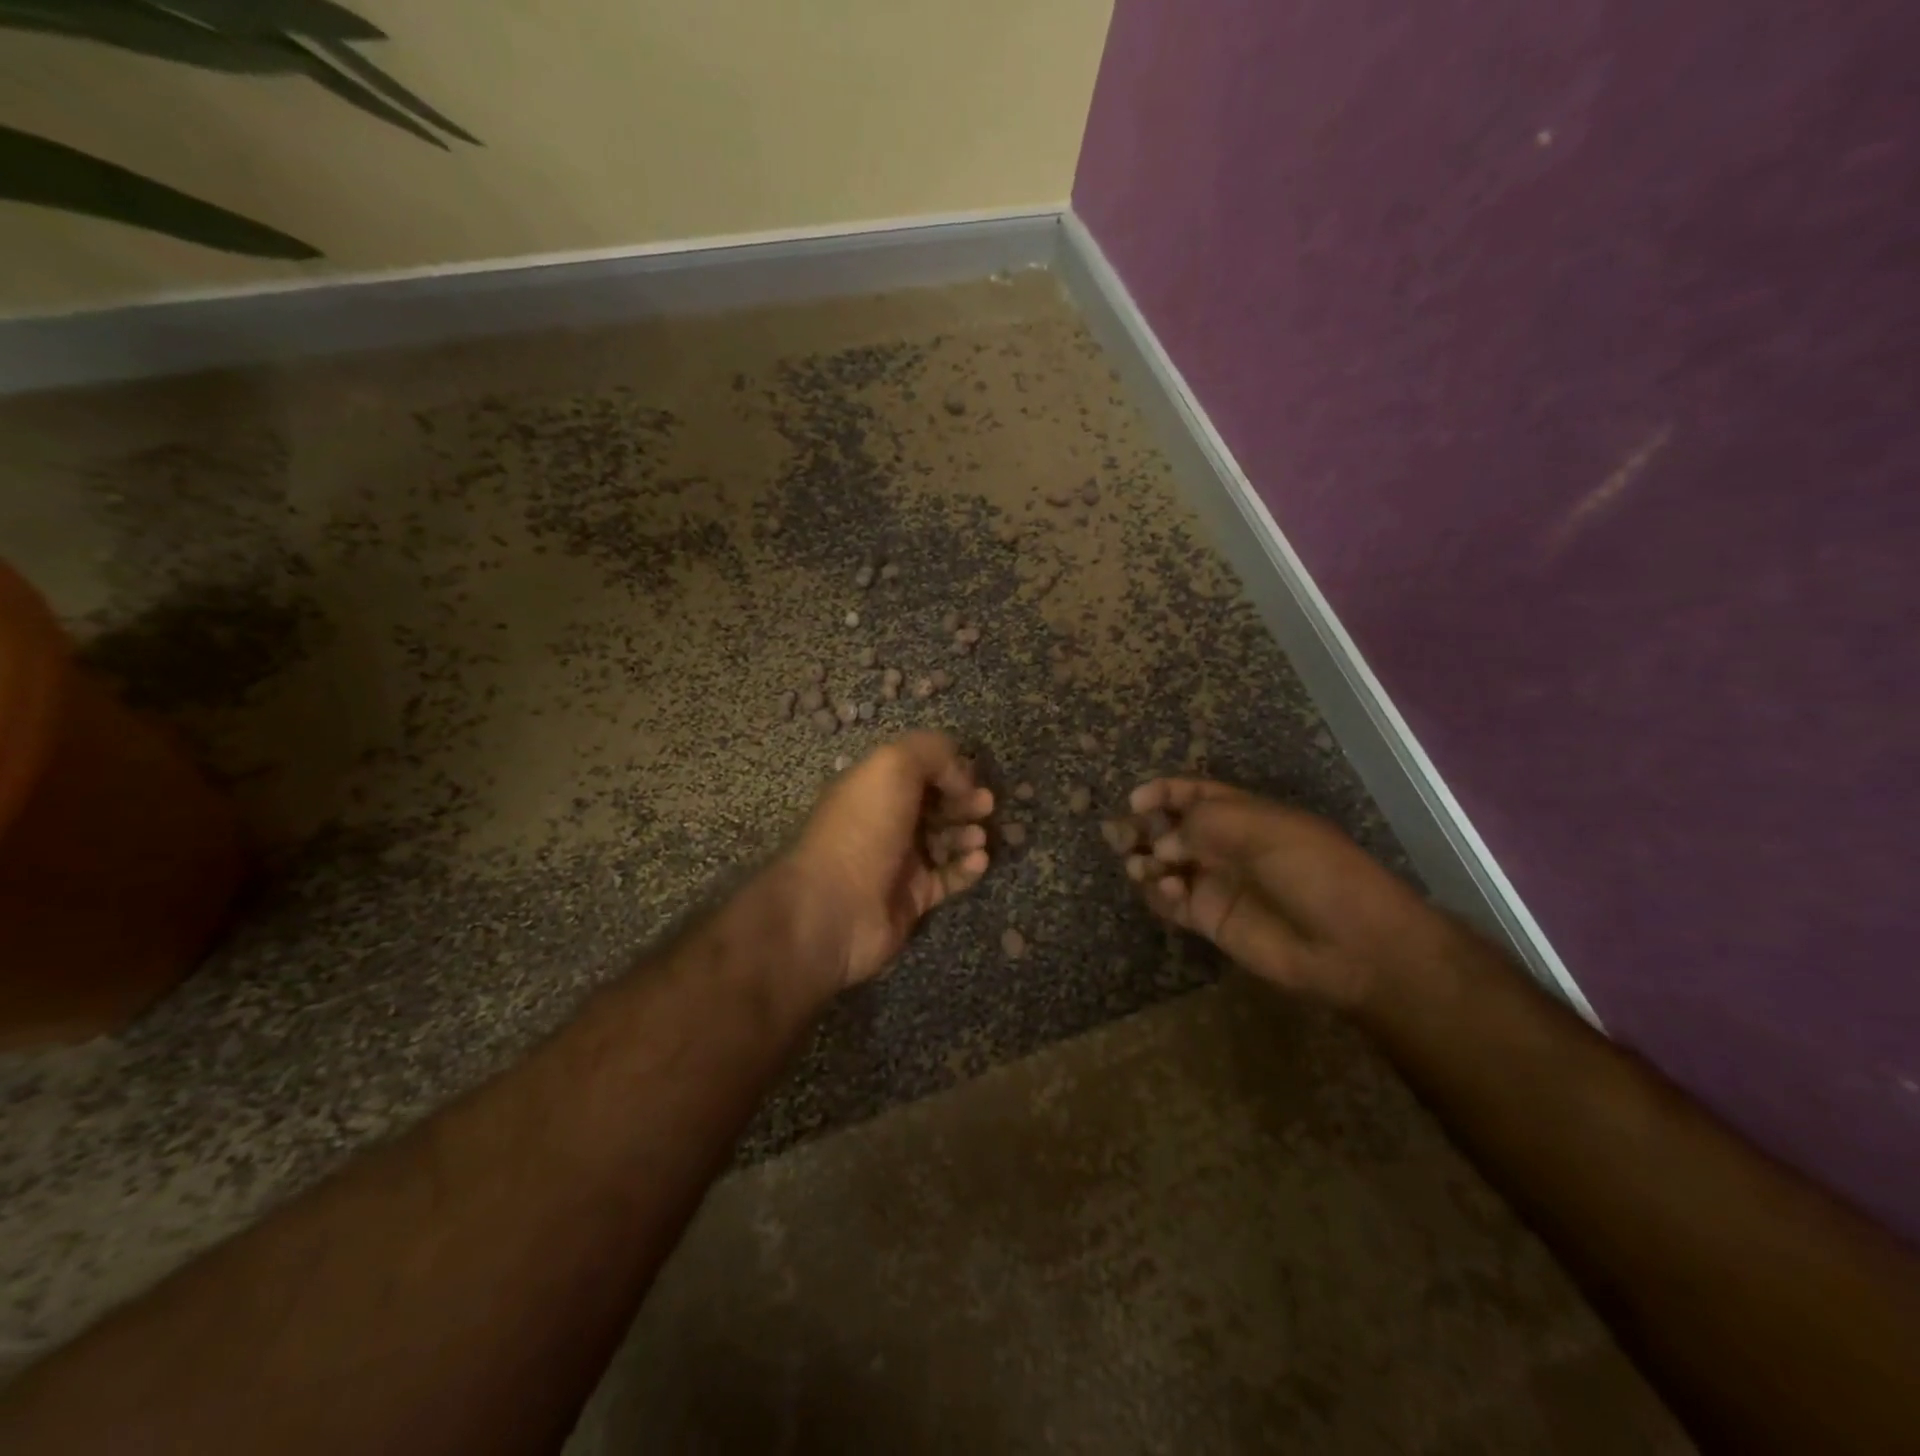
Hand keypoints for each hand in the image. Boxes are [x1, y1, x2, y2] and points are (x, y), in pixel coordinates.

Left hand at [788, 732, 994, 987]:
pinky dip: (967, 867)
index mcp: (873, 786)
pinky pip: (949, 877)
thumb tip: (960, 774)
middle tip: (986, 804)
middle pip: (935, 804)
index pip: (918, 769)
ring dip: (968, 833)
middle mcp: (886, 820)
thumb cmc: (863, 828)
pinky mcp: (913, 898)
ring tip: (979, 836)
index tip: (969, 776)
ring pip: (945, 840)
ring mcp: (899, 861)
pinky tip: (978, 860)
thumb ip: (931, 752)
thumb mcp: (892, 766)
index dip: (947, 768)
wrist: (834, 908)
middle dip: (964, 800)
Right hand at [1110, 778, 1452, 1007]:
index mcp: (1244, 815)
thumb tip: (1161, 842)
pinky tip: (1166, 891)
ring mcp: (1216, 884)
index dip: (1163, 792)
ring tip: (1141, 866)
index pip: (1193, 794)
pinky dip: (1158, 894)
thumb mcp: (1263, 829)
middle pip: (1170, 829)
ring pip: (1164, 865)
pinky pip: (1171, 902)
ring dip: (1145, 860)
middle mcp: (1225, 846)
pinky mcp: (1211, 920)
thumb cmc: (1315, 872)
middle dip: (1143, 827)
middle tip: (1120, 835)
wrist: (1352, 944)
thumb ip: (1204, 823)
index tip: (1136, 800)